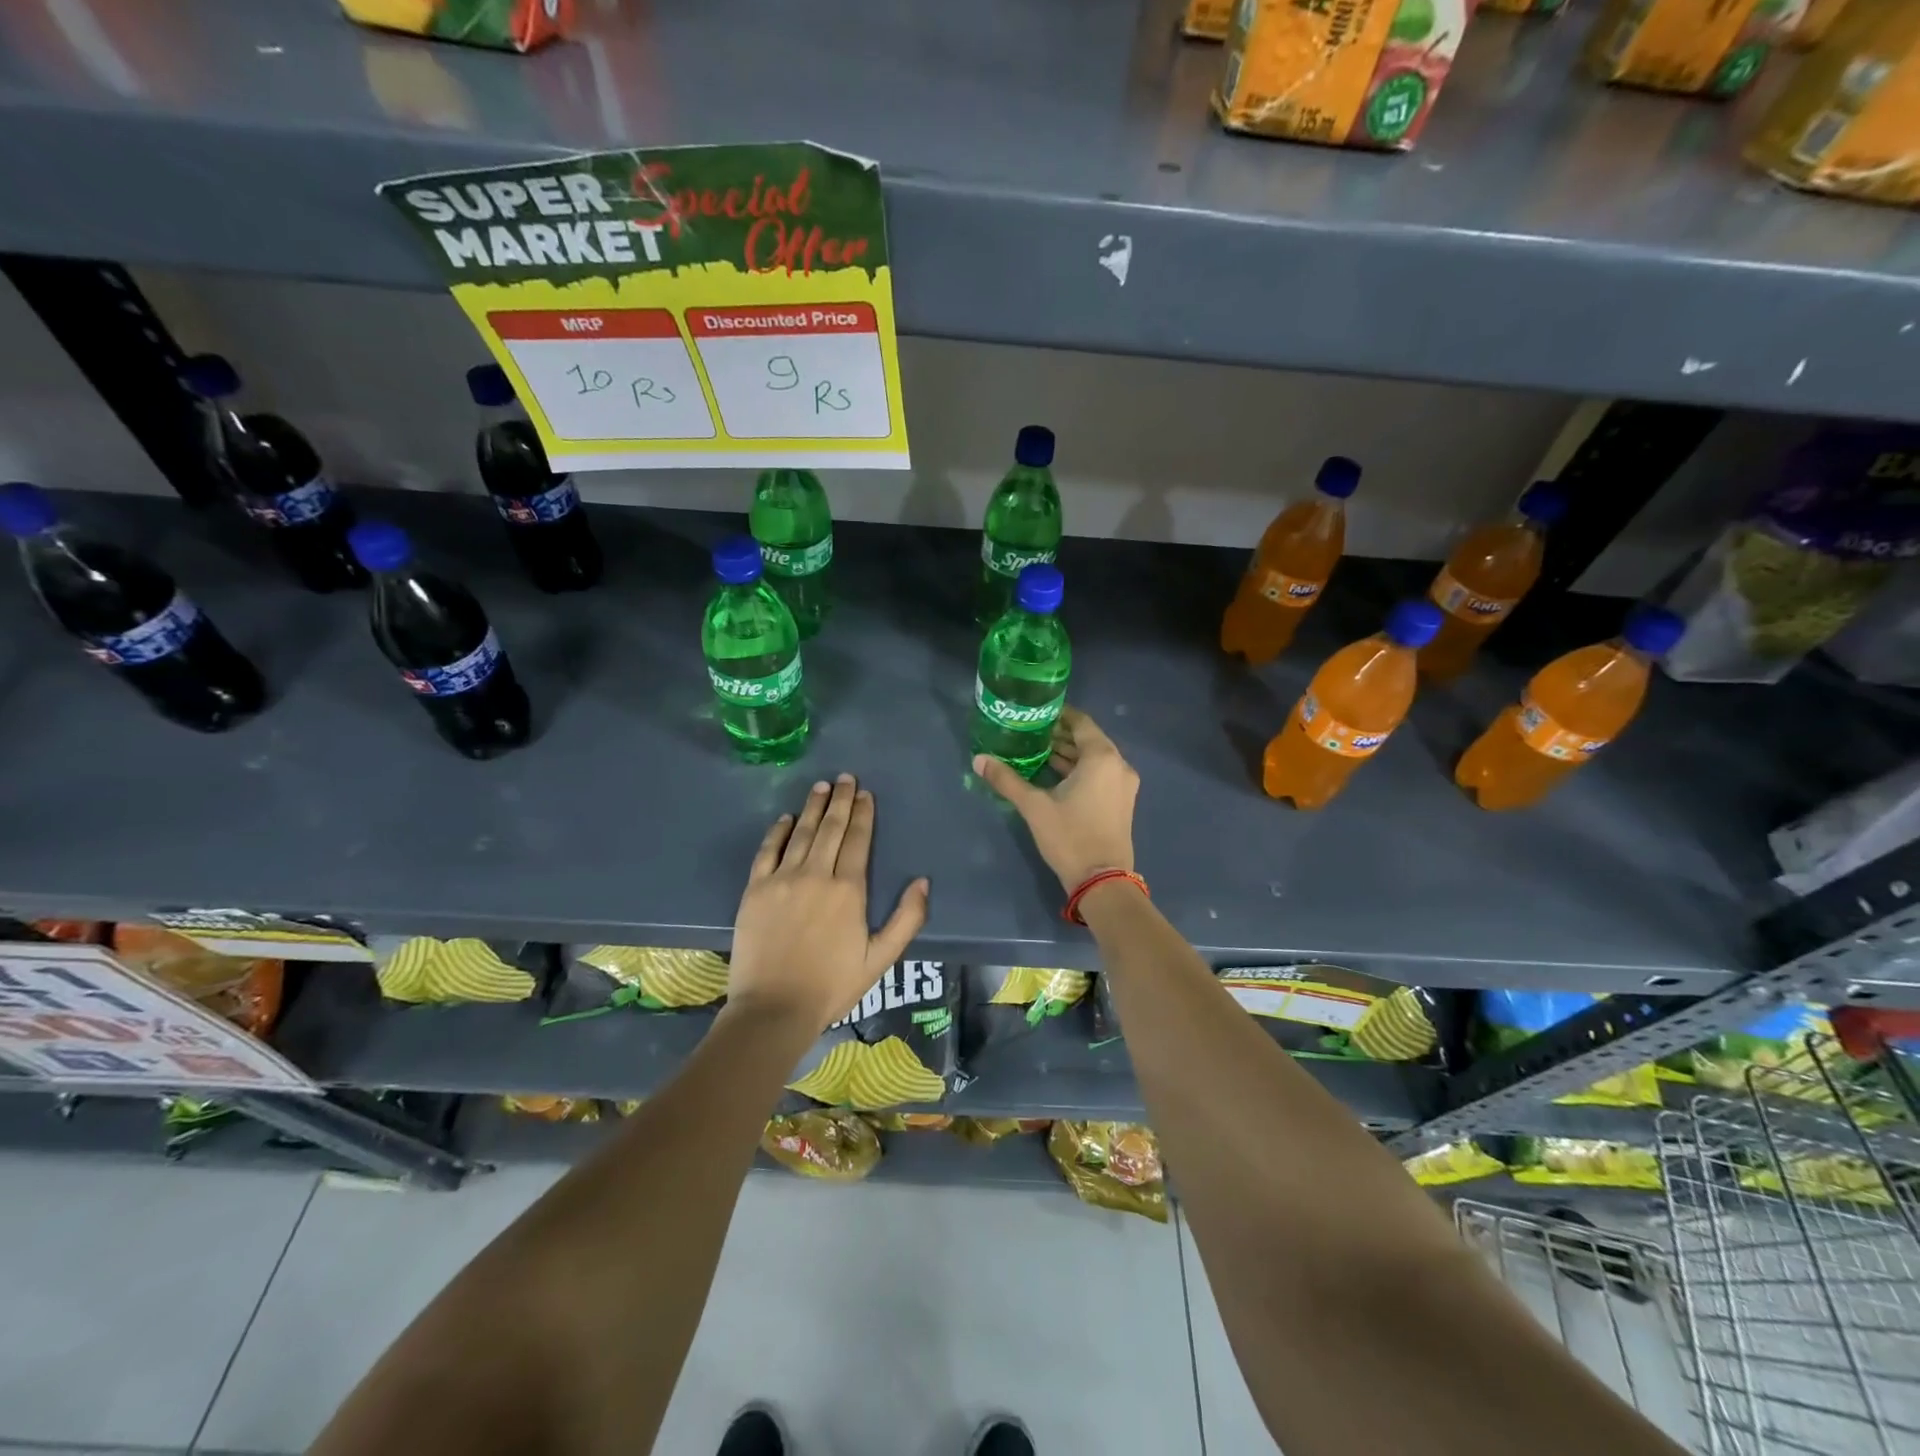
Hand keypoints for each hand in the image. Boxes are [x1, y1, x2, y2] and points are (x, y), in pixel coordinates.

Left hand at [727, 774, 929, 1033]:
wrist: (774, 1008)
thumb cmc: (832, 985)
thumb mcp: (880, 958)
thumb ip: (906, 918)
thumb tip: (922, 881)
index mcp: (848, 889)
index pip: (857, 840)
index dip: (863, 814)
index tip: (865, 793)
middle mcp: (816, 874)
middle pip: (830, 828)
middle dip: (840, 800)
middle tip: (845, 777)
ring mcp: (782, 879)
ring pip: (801, 832)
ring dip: (812, 807)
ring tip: (821, 786)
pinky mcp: (755, 889)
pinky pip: (768, 851)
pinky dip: (778, 831)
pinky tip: (786, 817)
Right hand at [973, 707, 1138, 891]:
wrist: (1102, 881)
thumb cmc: (1070, 837)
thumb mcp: (1034, 807)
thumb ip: (1007, 780)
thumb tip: (978, 760)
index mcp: (1101, 758)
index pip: (1080, 722)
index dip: (1059, 715)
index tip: (1036, 713)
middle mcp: (1118, 765)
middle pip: (1088, 739)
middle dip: (1060, 735)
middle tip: (1030, 732)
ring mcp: (1123, 785)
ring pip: (1094, 758)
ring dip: (1069, 754)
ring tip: (1037, 751)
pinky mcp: (1122, 801)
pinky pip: (1100, 774)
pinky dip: (1080, 770)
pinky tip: (1054, 775)